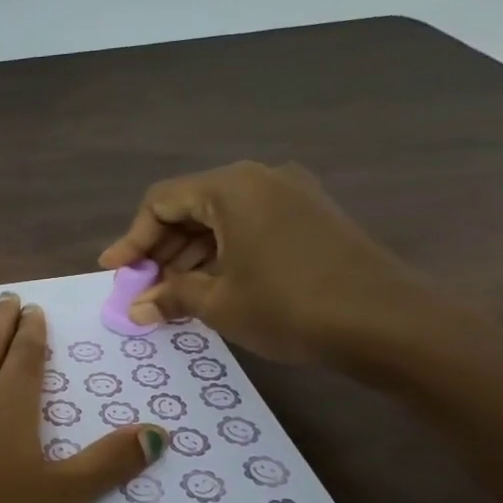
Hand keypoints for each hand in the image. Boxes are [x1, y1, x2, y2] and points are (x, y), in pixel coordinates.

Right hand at [97, 161, 437, 364]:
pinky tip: (211, 289)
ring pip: (221, 220)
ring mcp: (292, 197)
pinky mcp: (312, 219)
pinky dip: (223, 255)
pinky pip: (250, 228)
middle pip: (191, 208)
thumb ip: (170, 296)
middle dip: (160, 251)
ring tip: (172, 298)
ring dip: (190, 257)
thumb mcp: (218, 302)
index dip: (132, 239)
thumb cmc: (289, 305)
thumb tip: (137, 308)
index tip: (113, 272)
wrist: (389, 323)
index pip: (162, 202)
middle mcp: (260, 180)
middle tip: (142, 290)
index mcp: (231, 187)